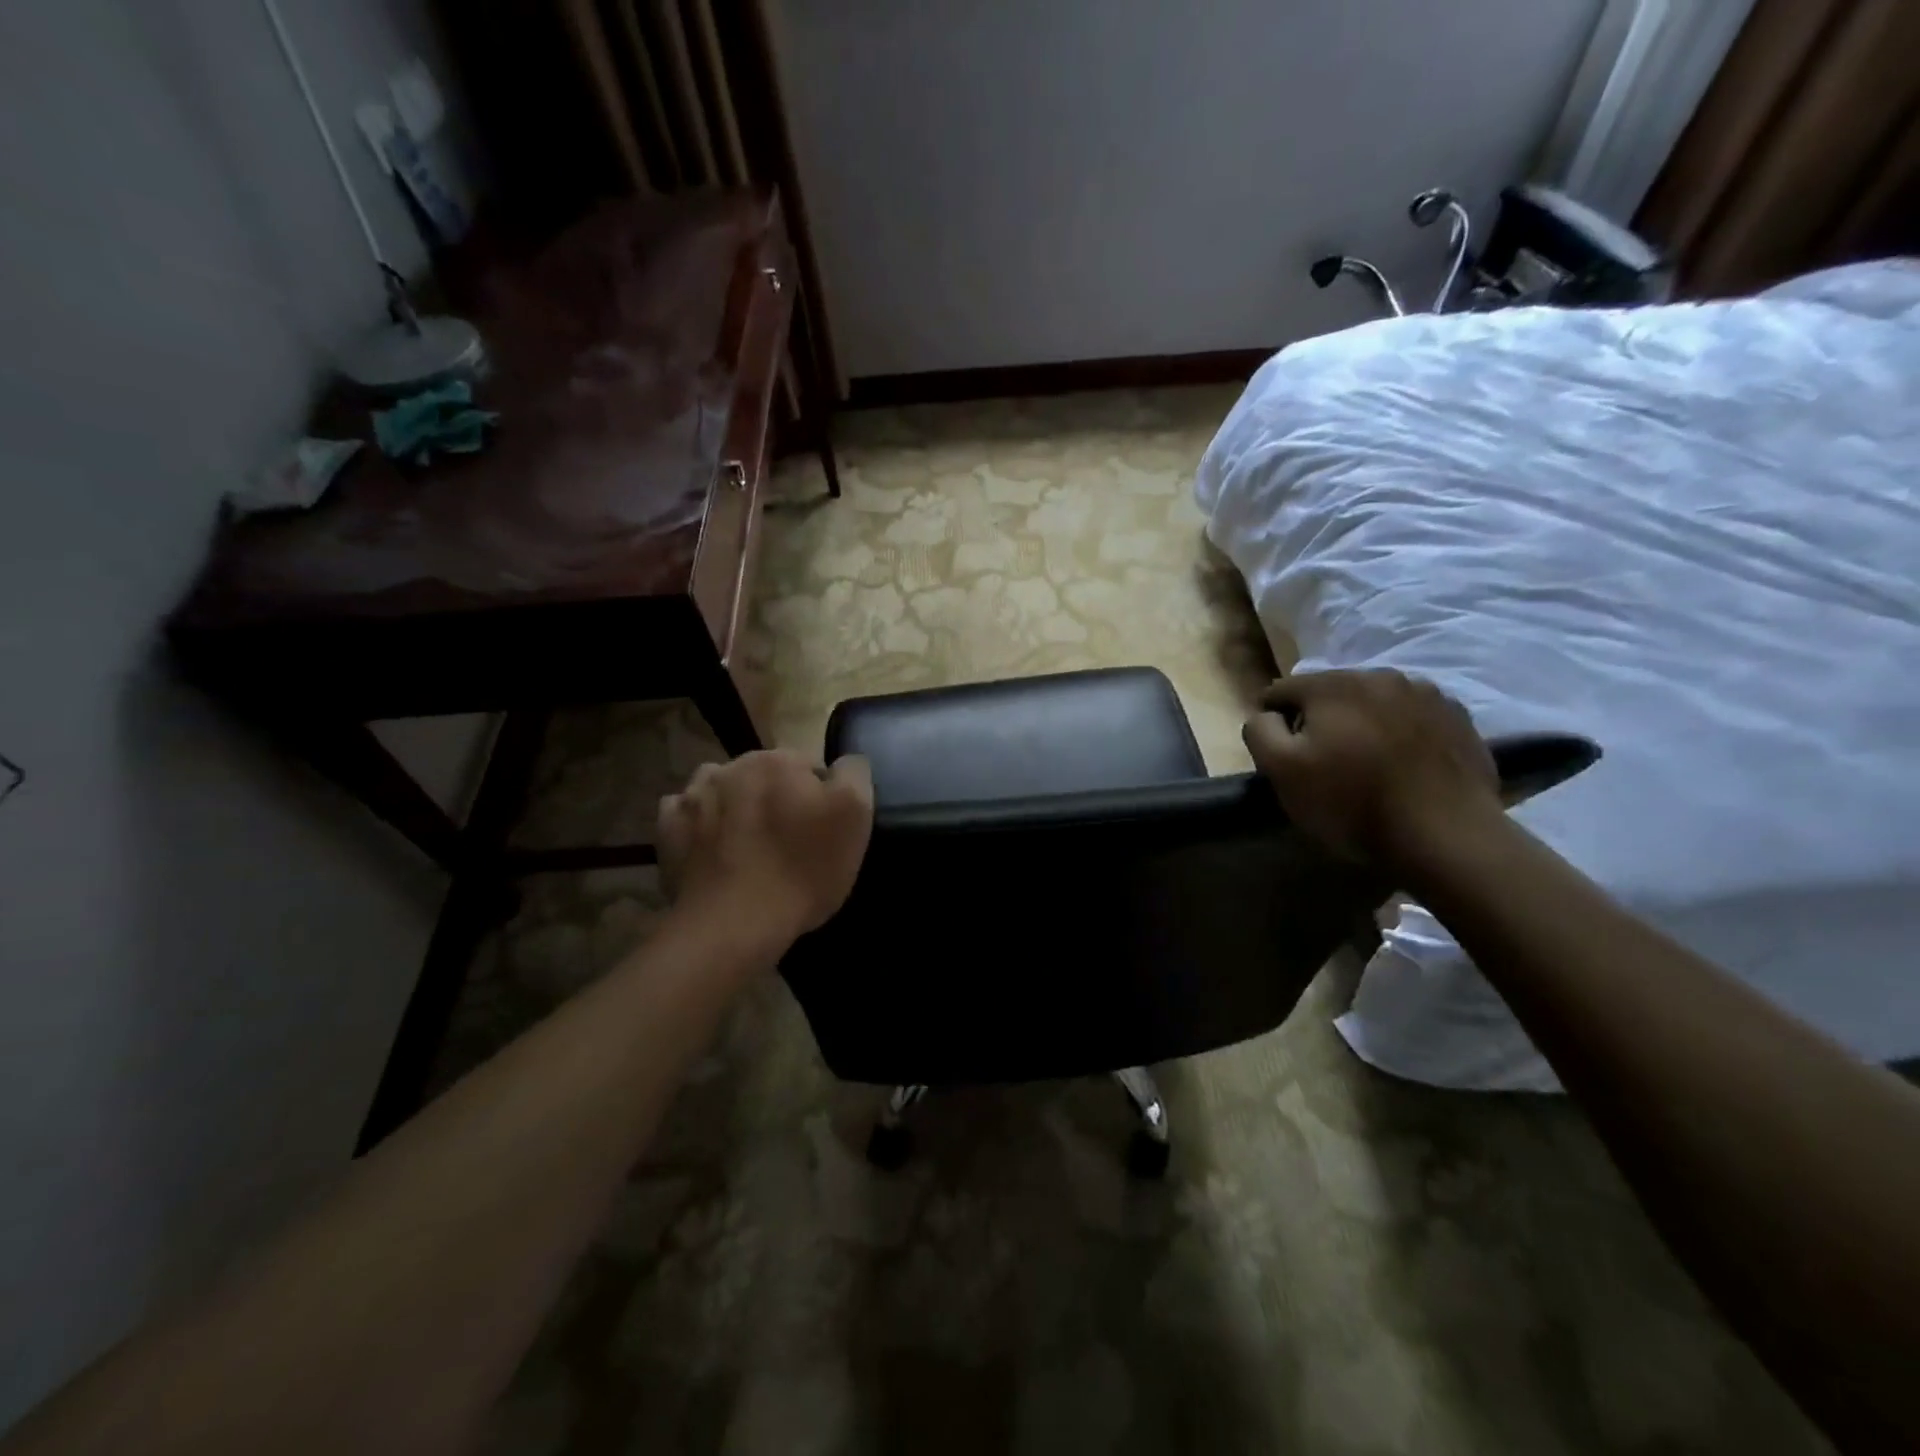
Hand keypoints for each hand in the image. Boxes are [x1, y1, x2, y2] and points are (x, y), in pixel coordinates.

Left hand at [656, 750, 874, 948]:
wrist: (734, 925)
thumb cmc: (803, 869)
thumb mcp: (855, 816)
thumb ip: (853, 774)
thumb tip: (843, 762)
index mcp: (778, 760)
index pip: (810, 766)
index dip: (822, 797)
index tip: (823, 830)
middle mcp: (732, 766)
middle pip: (766, 776)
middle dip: (778, 799)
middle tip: (790, 842)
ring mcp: (693, 796)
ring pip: (724, 789)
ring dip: (736, 805)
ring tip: (748, 843)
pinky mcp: (668, 829)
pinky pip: (687, 814)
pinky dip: (700, 825)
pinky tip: (713, 848)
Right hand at [1243, 670, 1500, 868]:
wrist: (1446, 835)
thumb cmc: (1352, 803)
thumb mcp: (1282, 771)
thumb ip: (1260, 731)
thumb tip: (1266, 715)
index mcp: (1332, 684)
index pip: (1281, 691)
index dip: (1274, 723)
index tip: (1283, 757)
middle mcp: (1379, 675)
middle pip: (1329, 692)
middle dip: (1320, 720)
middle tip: (1324, 763)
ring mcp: (1425, 694)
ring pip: (1372, 702)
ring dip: (1361, 724)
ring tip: (1366, 765)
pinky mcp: (1457, 717)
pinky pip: (1411, 717)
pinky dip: (1400, 733)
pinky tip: (1402, 767)